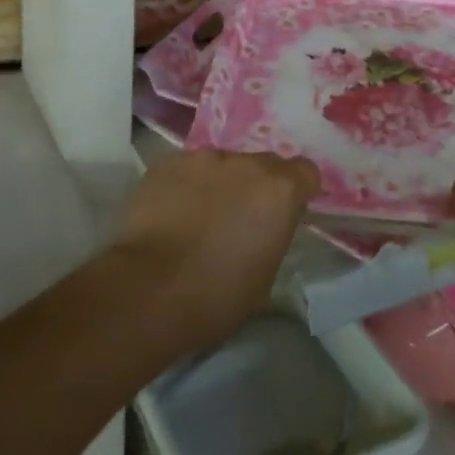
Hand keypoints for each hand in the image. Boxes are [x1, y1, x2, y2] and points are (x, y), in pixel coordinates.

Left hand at [112, 149, 319, 352]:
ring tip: (199, 217)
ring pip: (222, 165)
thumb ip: (273, 237)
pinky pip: (188, 170)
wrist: (148, 290)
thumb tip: (265, 230)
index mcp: (280, 191)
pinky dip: (186, 186)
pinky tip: (172, 213)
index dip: (297, 190)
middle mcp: (247, 163)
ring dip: (220, 184)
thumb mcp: (265, 277)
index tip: (285, 213)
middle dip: (257, 186)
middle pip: (264, 164)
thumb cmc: (216, 296)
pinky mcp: (169, 162)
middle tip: (240, 218)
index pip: (306, 173)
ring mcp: (205, 158)